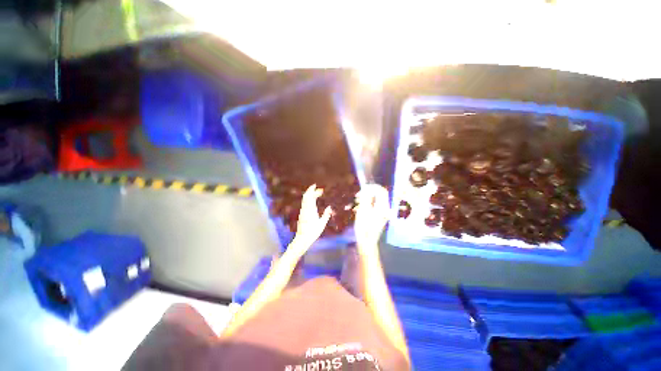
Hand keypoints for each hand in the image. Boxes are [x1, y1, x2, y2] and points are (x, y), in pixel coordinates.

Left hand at [289, 184, 332, 253]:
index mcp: (311, 210)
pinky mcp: (301, 214)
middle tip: (316, 187)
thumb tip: (329, 207)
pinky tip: (311, 199)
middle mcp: (305, 209)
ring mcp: (302, 211)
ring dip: (309, 194)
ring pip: (304, 199)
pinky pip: (304, 203)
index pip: (311, 197)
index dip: (315, 191)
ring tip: (315, 192)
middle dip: (310, 190)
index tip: (320, 189)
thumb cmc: (313, 232)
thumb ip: (326, 215)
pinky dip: (308, 199)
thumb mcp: (322, 224)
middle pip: (306, 196)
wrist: (302, 238)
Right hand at [354, 184, 390, 253]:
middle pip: (378, 195)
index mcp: (383, 206)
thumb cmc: (364, 227)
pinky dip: (367, 204)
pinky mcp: (379, 215)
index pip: (381, 191)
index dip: (372, 187)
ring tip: (356, 201)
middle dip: (368, 193)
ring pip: (375, 200)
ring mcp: (383, 212)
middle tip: (358, 195)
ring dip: (366, 198)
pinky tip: (358, 208)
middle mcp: (385, 208)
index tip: (362, 188)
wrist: (367, 242)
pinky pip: (374, 205)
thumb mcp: (363, 211)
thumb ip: (365, 198)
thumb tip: (366, 188)